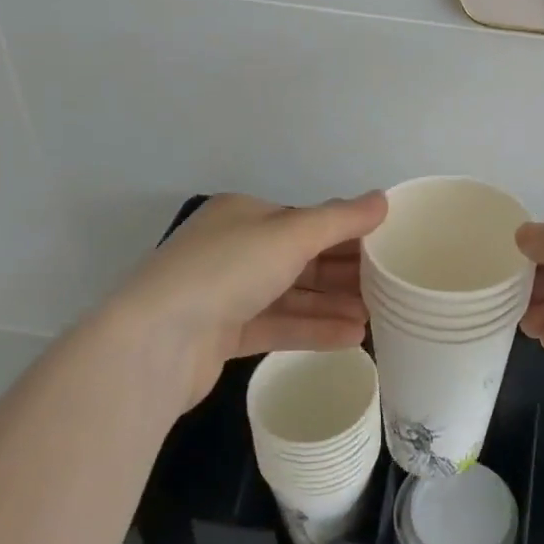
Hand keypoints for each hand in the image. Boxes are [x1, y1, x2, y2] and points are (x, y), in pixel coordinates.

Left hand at [98, 192, 386, 413]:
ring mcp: (226, 294)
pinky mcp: (223, 335)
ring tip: (376, 317)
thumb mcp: (290, 234)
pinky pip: (278, 325)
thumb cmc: (226, 271)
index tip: (386, 248)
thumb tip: (382, 200)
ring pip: (292, 295)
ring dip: (333, 304)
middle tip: (389, 287)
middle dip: (344, 273)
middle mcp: (235, 249)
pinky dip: (313, 329)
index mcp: (245, 214)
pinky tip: (352, 337)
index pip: (307, 221)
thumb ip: (340, 219)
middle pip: (302, 258)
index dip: (348, 233)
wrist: (154, 343)